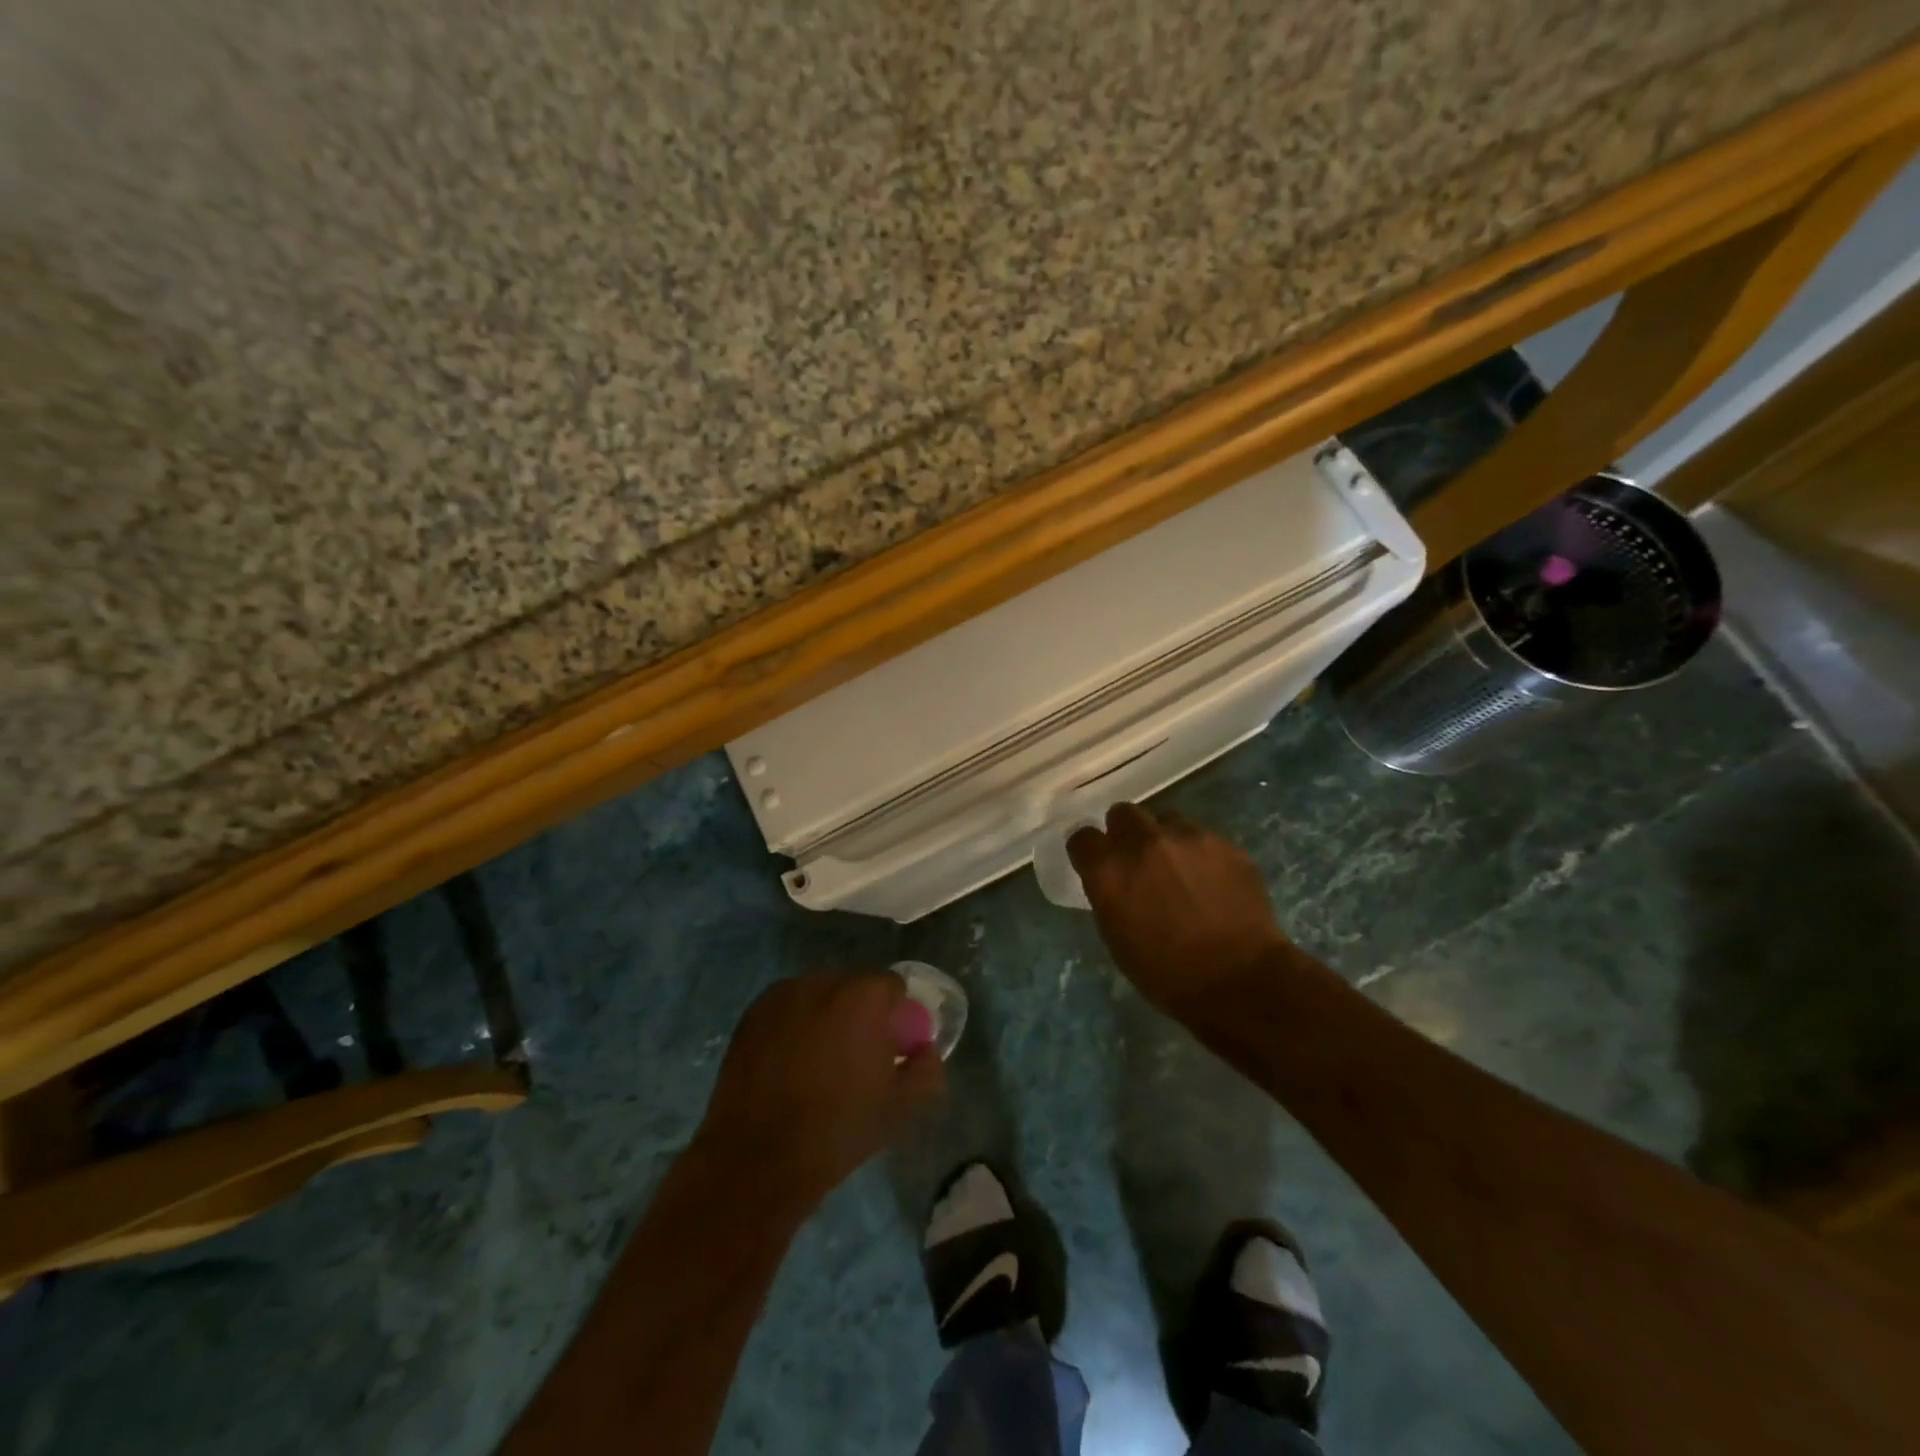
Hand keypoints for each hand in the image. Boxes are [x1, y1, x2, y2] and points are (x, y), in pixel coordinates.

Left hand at [695, 971, 944, 1209]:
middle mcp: (823, 982)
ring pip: (818, 994)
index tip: (889, 1047)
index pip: (892, 986)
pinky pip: (787, 1007)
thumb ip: (926, 1070)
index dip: (895, 1015)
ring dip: (825, 1015)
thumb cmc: (837, 1131)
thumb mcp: (899, 1109)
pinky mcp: (753, 1012)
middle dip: (860, 1012)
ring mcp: (783, 995)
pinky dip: (794, 1024)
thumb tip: (925, 1050)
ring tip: (817, 1060)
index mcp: (864, 997)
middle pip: (854, 985)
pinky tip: (788, 1061)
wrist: (757, 1158)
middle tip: (855, 1054)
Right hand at [1068, 803, 1295, 1017]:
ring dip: (1165, 838)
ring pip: (1166, 818)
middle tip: (1138, 860)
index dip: (1089, 851)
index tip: (1097, 864)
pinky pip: (1203, 837)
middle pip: (1123, 813)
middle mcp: (1143, 842)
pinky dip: (1200, 853)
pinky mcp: (1224, 843)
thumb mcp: (1117, 938)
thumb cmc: (1167, 974)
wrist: (1239, 980)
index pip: (1082, 838)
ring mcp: (1187, 837)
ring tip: (1179, 867)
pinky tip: (1212, 880)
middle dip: (1125, 832)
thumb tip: (1114, 882)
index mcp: (1110, 870)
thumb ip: (1109, 896)